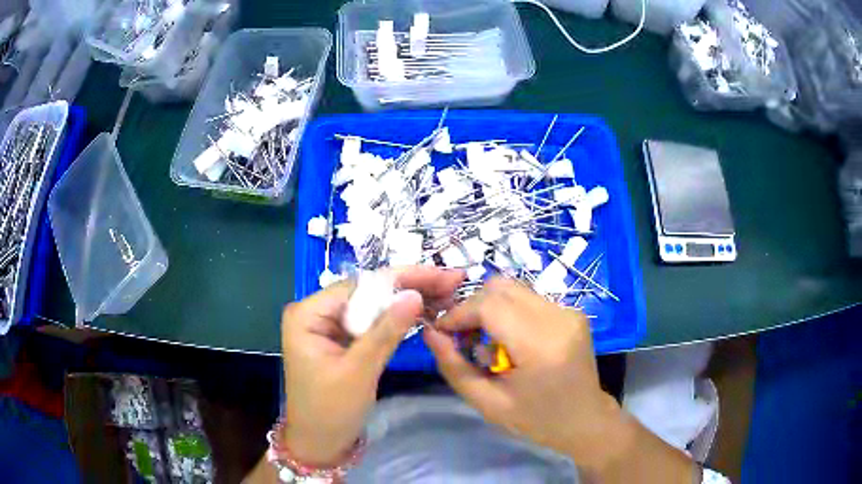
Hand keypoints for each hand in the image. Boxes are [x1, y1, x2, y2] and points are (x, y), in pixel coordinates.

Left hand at [280, 267, 463, 465]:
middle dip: (410, 287)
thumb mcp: (359, 371)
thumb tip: (414, 294)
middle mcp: (316, 312)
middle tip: (452, 281)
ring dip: (407, 301)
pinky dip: (397, 320)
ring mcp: (329, 326)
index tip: (440, 274)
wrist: (319, 444)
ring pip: (373, 306)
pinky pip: (371, 323)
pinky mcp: (341, 340)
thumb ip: (385, 332)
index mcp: (308, 314)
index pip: (360, 286)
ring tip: (446, 293)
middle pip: (368, 292)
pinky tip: (424, 312)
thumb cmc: (331, 411)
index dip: (403, 278)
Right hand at [423, 277, 625, 470]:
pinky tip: (508, 340)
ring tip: (484, 340)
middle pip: (500, 288)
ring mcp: (568, 311)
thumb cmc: (537, 420)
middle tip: (461, 336)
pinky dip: (508, 312)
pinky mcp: (571, 311)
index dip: (459, 313)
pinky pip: (528, 299)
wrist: (585, 420)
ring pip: (513, 289)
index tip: (442, 331)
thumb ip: (455, 368)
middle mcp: (558, 318)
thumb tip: (431, 333)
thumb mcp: (489, 403)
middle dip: (472, 307)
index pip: (490, 305)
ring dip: (489, 308)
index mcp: (541, 345)